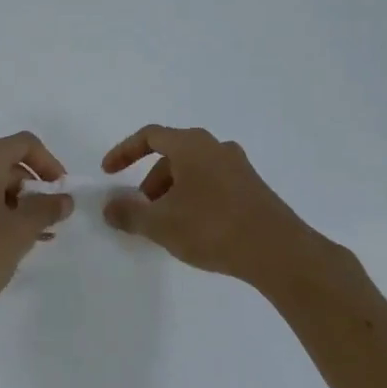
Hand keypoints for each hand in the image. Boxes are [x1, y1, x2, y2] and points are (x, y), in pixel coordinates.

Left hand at [0, 132, 73, 331]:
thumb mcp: (19, 233)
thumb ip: (46, 210)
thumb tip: (63, 198)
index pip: (25, 144)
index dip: (50, 164)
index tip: (62, 193)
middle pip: (6, 164)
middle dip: (32, 190)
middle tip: (50, 222)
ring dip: (15, 206)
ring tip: (33, 238)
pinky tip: (6, 244)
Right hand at [101, 125, 332, 287]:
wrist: (277, 251)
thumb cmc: (212, 228)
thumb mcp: (161, 224)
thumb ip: (129, 213)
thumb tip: (109, 207)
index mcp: (192, 145)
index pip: (150, 136)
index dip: (125, 152)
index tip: (109, 173)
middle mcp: (216, 147)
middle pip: (173, 155)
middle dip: (150, 181)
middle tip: (141, 209)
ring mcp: (239, 166)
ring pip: (194, 171)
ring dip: (173, 192)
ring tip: (167, 225)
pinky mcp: (253, 188)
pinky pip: (213, 184)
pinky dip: (195, 198)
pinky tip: (195, 229)